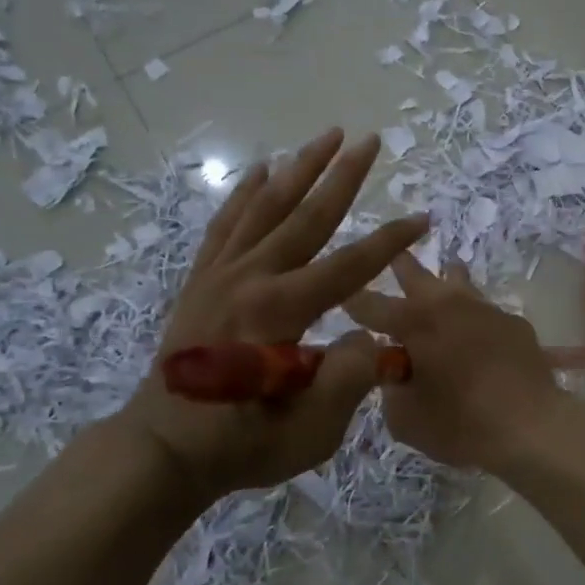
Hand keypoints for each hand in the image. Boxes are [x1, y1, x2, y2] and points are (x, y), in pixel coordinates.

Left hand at [116, 130, 428, 503]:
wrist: (162, 449)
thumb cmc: (241, 445)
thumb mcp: (309, 430)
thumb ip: (348, 379)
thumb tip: (369, 334)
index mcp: (279, 312)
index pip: (348, 266)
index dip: (389, 242)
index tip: (422, 219)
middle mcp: (250, 279)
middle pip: (306, 216)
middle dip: (343, 176)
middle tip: (371, 141)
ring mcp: (220, 274)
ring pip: (265, 207)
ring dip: (299, 168)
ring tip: (326, 135)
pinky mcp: (201, 280)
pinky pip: (226, 224)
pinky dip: (244, 193)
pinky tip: (260, 170)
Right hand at [343, 254, 568, 471]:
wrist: (531, 426)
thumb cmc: (460, 424)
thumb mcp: (405, 419)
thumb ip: (390, 389)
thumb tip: (394, 371)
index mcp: (414, 322)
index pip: (370, 305)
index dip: (352, 302)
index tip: (341, 297)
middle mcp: (447, 304)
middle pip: (416, 274)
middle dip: (399, 265)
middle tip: (392, 255)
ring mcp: (485, 309)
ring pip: (458, 281)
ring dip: (445, 279)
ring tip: (444, 273)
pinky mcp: (514, 323)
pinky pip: (486, 312)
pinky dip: (475, 318)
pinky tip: (478, 332)